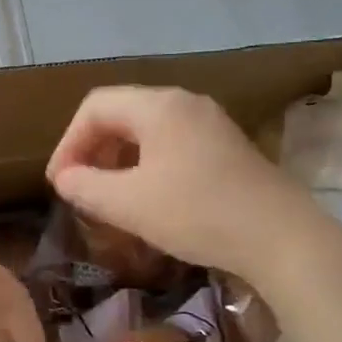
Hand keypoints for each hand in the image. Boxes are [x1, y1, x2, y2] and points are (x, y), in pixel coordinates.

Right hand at [46, 86, 310, 284]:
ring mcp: (210, 124)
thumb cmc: (197, 213)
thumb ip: (86, 187)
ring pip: (147, 131)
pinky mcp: (227, 147)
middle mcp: (184, 103)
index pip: (95, 107)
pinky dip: (147, 165)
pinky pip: (172, 144)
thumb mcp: (129, 204)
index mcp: (158, 106)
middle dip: (92, 150)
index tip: (60, 183)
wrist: (281, 237)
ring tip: (108, 196)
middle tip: (80, 189)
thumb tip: (65, 179)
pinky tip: (148, 198)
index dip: (68, 142)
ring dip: (118, 159)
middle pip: (121, 114)